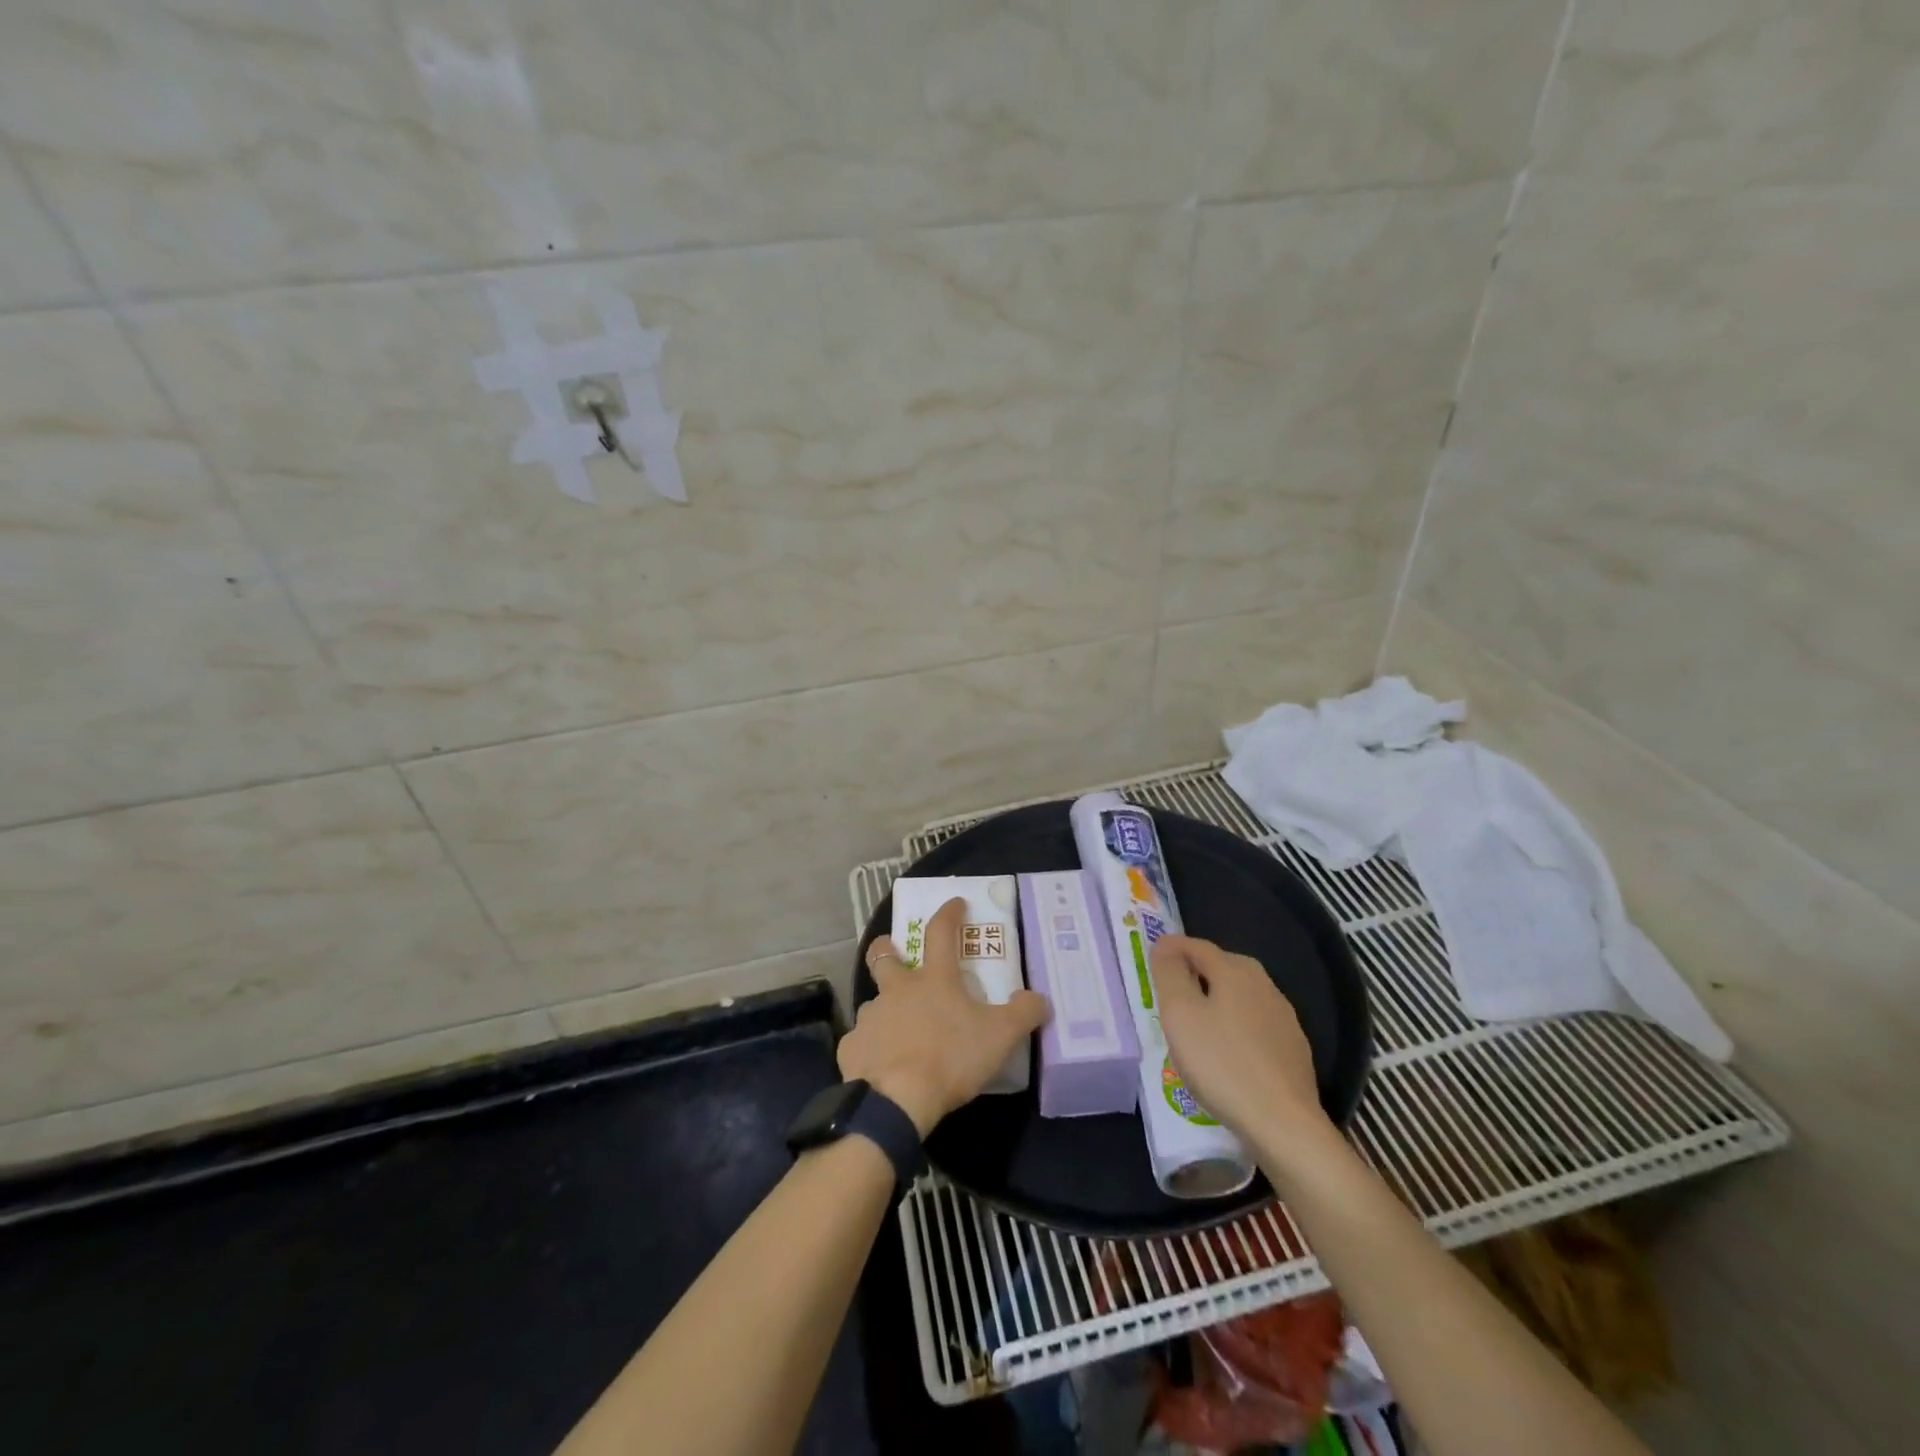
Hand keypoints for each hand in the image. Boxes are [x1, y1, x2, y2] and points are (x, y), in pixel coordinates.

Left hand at [841, 897, 1049, 1136]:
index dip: (949, 914)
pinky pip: (862, 1043)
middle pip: (883, 956)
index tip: (954, 903)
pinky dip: (872, 1049)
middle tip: (894, 954)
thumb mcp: (1000, 1036)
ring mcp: (870, 1017)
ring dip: (885, 1009)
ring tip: (900, 1032)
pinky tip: (882, 1066)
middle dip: (886, 949)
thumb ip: (1023, 1014)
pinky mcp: (851, 1048)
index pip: (940, 933)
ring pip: (874, 1003)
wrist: (896, 1100)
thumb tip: (1038, 999)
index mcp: (933, 980)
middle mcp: (897, 990)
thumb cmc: (950, 1058)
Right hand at [1152, 935, 1325, 1140]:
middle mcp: (1264, 985)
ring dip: (1216, 1000)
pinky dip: (1235, 1026)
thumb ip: (1169, 974)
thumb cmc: (1221, 1063)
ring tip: (1195, 1023)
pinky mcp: (1293, 1049)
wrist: (1283, 1124)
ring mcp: (1284, 1017)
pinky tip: (1227, 1051)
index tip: (1152, 960)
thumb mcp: (1180, 1014)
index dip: (1171, 949)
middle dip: (1194, 972)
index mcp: (1235, 971)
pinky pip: (1255, 1024)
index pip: (1197, 946)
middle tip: (1170, 993)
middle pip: (1222, 967)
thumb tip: (1165, 945)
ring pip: (1240, 996)